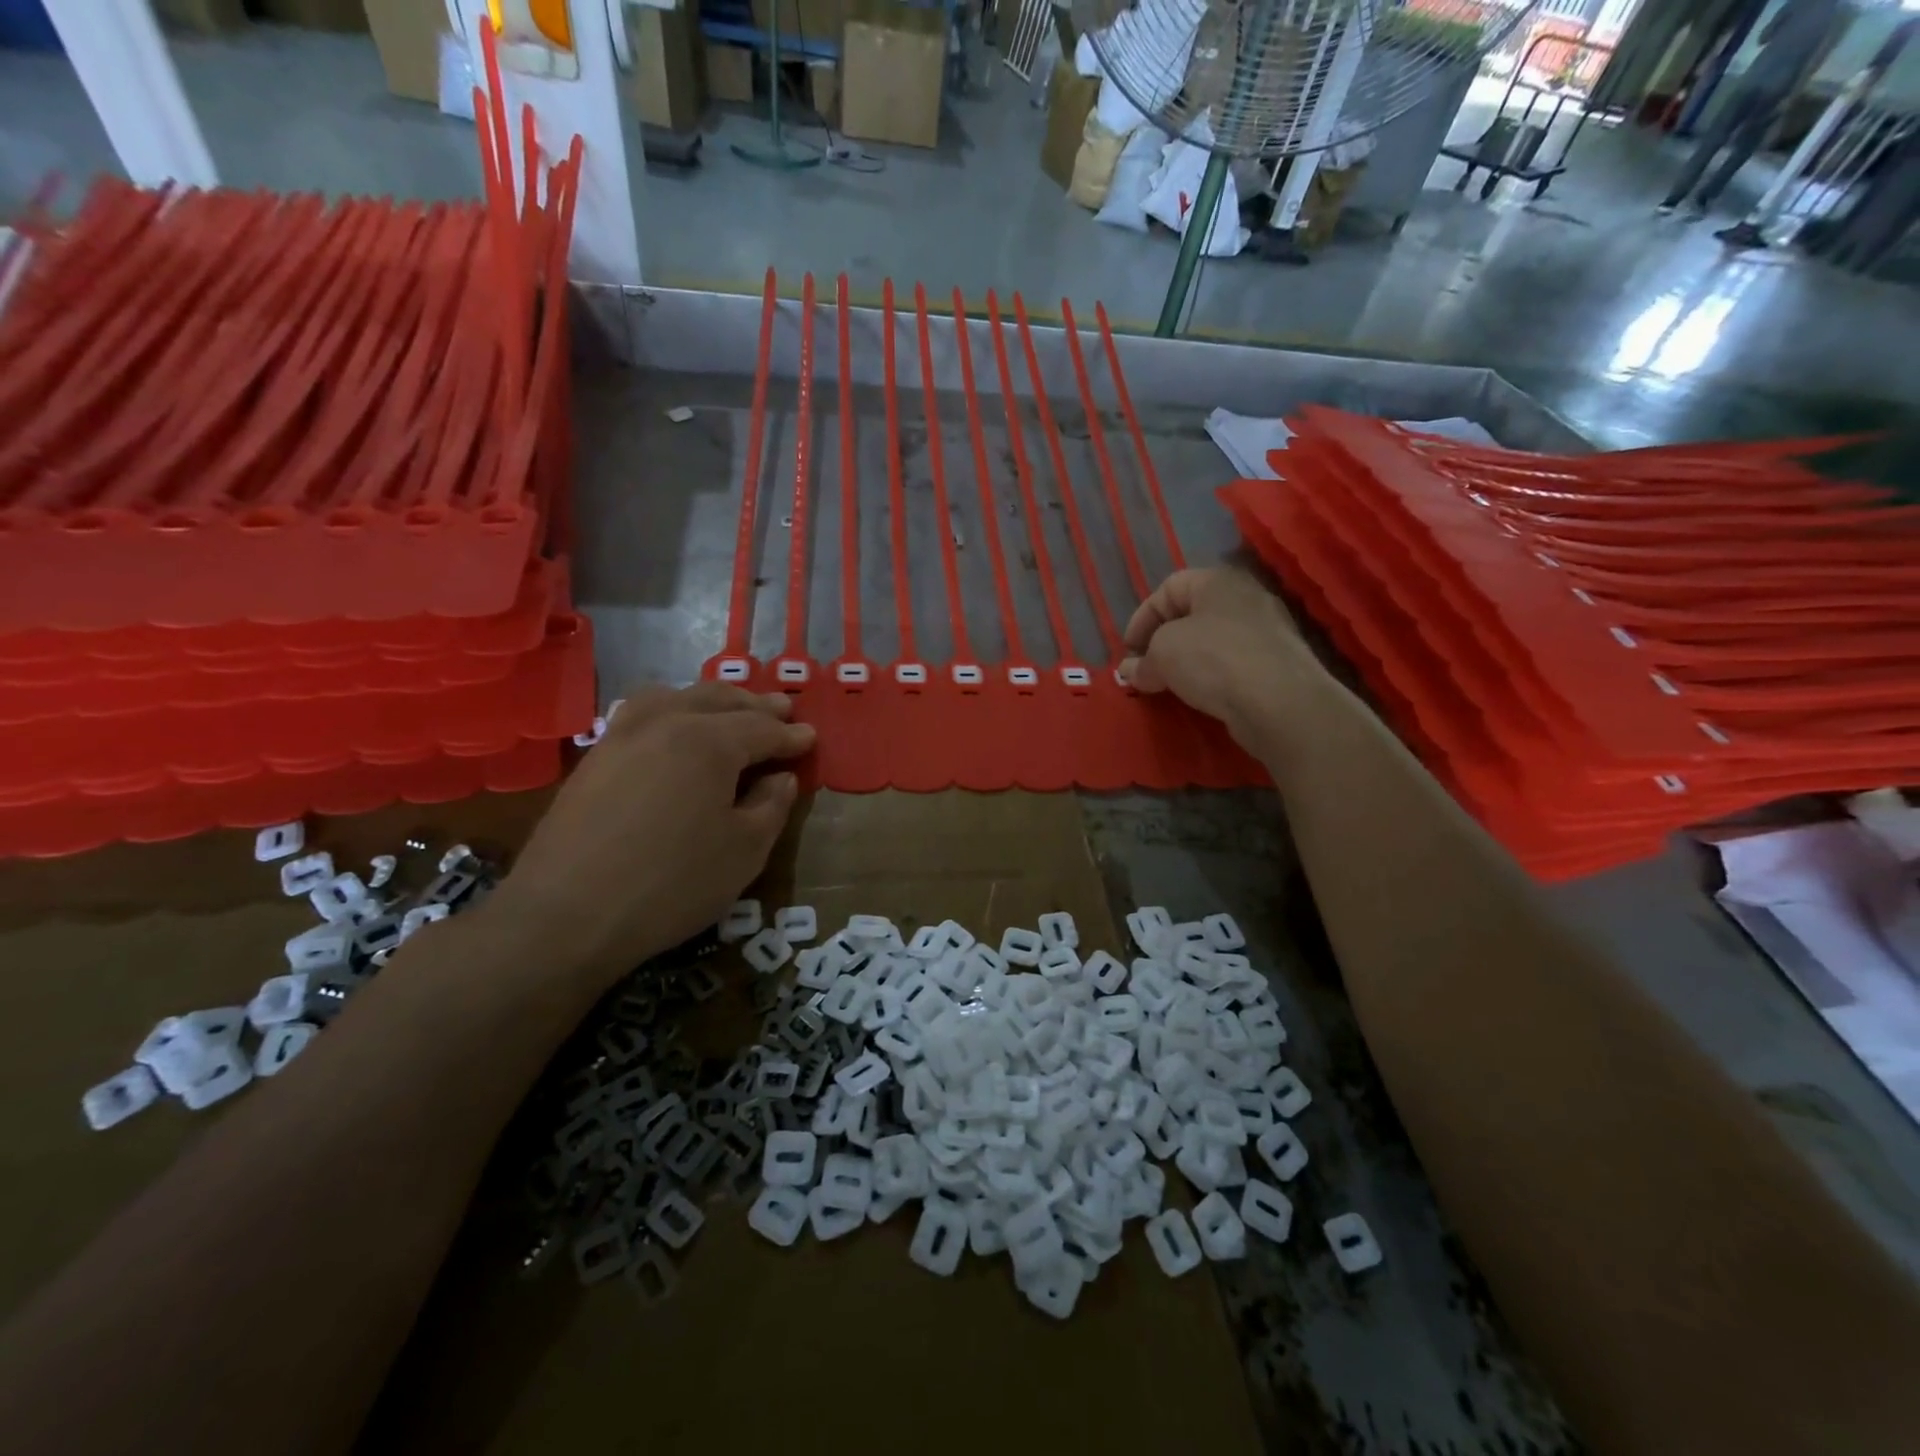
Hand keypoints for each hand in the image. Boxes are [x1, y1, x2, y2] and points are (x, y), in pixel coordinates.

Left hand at [489, 684, 814, 985]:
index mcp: (709, 741)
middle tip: (783, 711)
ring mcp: (622, 736)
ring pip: (676, 697)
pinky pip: (643, 714)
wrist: (566, 915)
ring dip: (712, 700)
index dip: (791, 736)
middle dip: (755, 705)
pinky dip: (673, 709)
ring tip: (731, 711)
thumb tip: (780, 778)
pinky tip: (676, 730)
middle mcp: (665, 722)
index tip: (812, 738)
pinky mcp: (594, 758)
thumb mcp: (744, 851)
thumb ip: (771, 806)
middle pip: (719, 700)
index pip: (761, 728)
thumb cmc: (672, 883)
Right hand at [1118, 568, 1309, 743]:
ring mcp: (1266, 631)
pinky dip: (1212, 676)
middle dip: (1163, 641)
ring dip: (1187, 661)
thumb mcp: (1162, 654)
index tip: (1128, 651)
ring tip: (1169, 685)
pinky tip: (1201, 696)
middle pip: (1192, 614)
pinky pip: (1233, 664)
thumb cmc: (1213, 660)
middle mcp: (1246, 598)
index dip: (1142, 618)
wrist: (1280, 701)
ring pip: (1213, 640)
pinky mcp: (1277, 664)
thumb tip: (1130, 671)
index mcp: (1217, 581)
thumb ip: (1142, 661)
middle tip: (1146, 668)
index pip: (1168, 588)